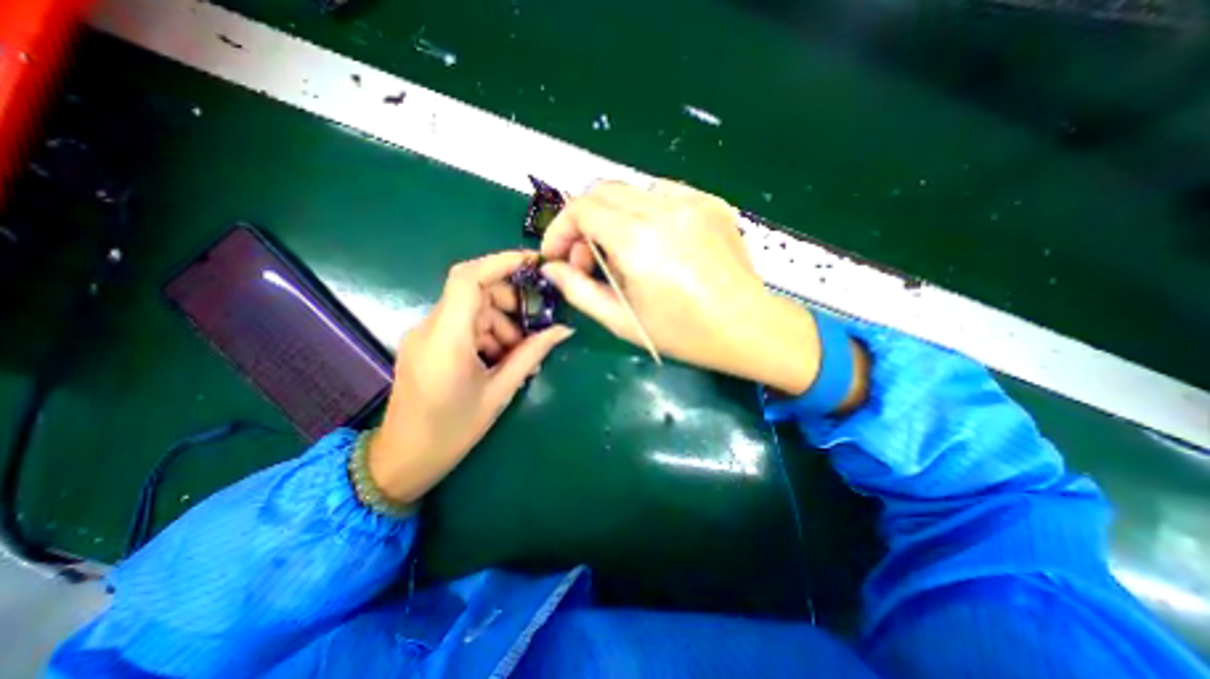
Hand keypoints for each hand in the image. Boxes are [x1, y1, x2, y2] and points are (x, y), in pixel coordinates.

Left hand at [367, 248, 571, 502]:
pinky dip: (486, 331)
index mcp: (446, 340)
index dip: (501, 262)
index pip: (468, 279)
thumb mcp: (500, 392)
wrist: (403, 459)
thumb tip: (564, 330)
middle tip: (532, 328)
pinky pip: (461, 323)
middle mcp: (429, 328)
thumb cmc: (452, 431)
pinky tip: (498, 358)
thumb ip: (532, 354)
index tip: (534, 262)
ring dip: (500, 321)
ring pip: (470, 308)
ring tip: (516, 354)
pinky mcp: (426, 342)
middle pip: (474, 290)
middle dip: (509, 301)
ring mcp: (424, 333)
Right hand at [543, 177, 826, 394]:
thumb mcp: (623, 320)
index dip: (560, 229)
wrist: (748, 327)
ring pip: (631, 190)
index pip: (581, 208)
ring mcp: (691, 201)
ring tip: (622, 254)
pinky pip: (662, 194)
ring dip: (613, 217)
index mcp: (637, 240)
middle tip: (588, 259)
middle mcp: (663, 209)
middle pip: (602, 190)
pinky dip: (643, 212)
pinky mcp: (711, 202)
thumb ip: (579, 291)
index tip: (558, 255)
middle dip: (583, 222)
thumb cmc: (684, 333)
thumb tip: (552, 268)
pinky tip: (654, 243)